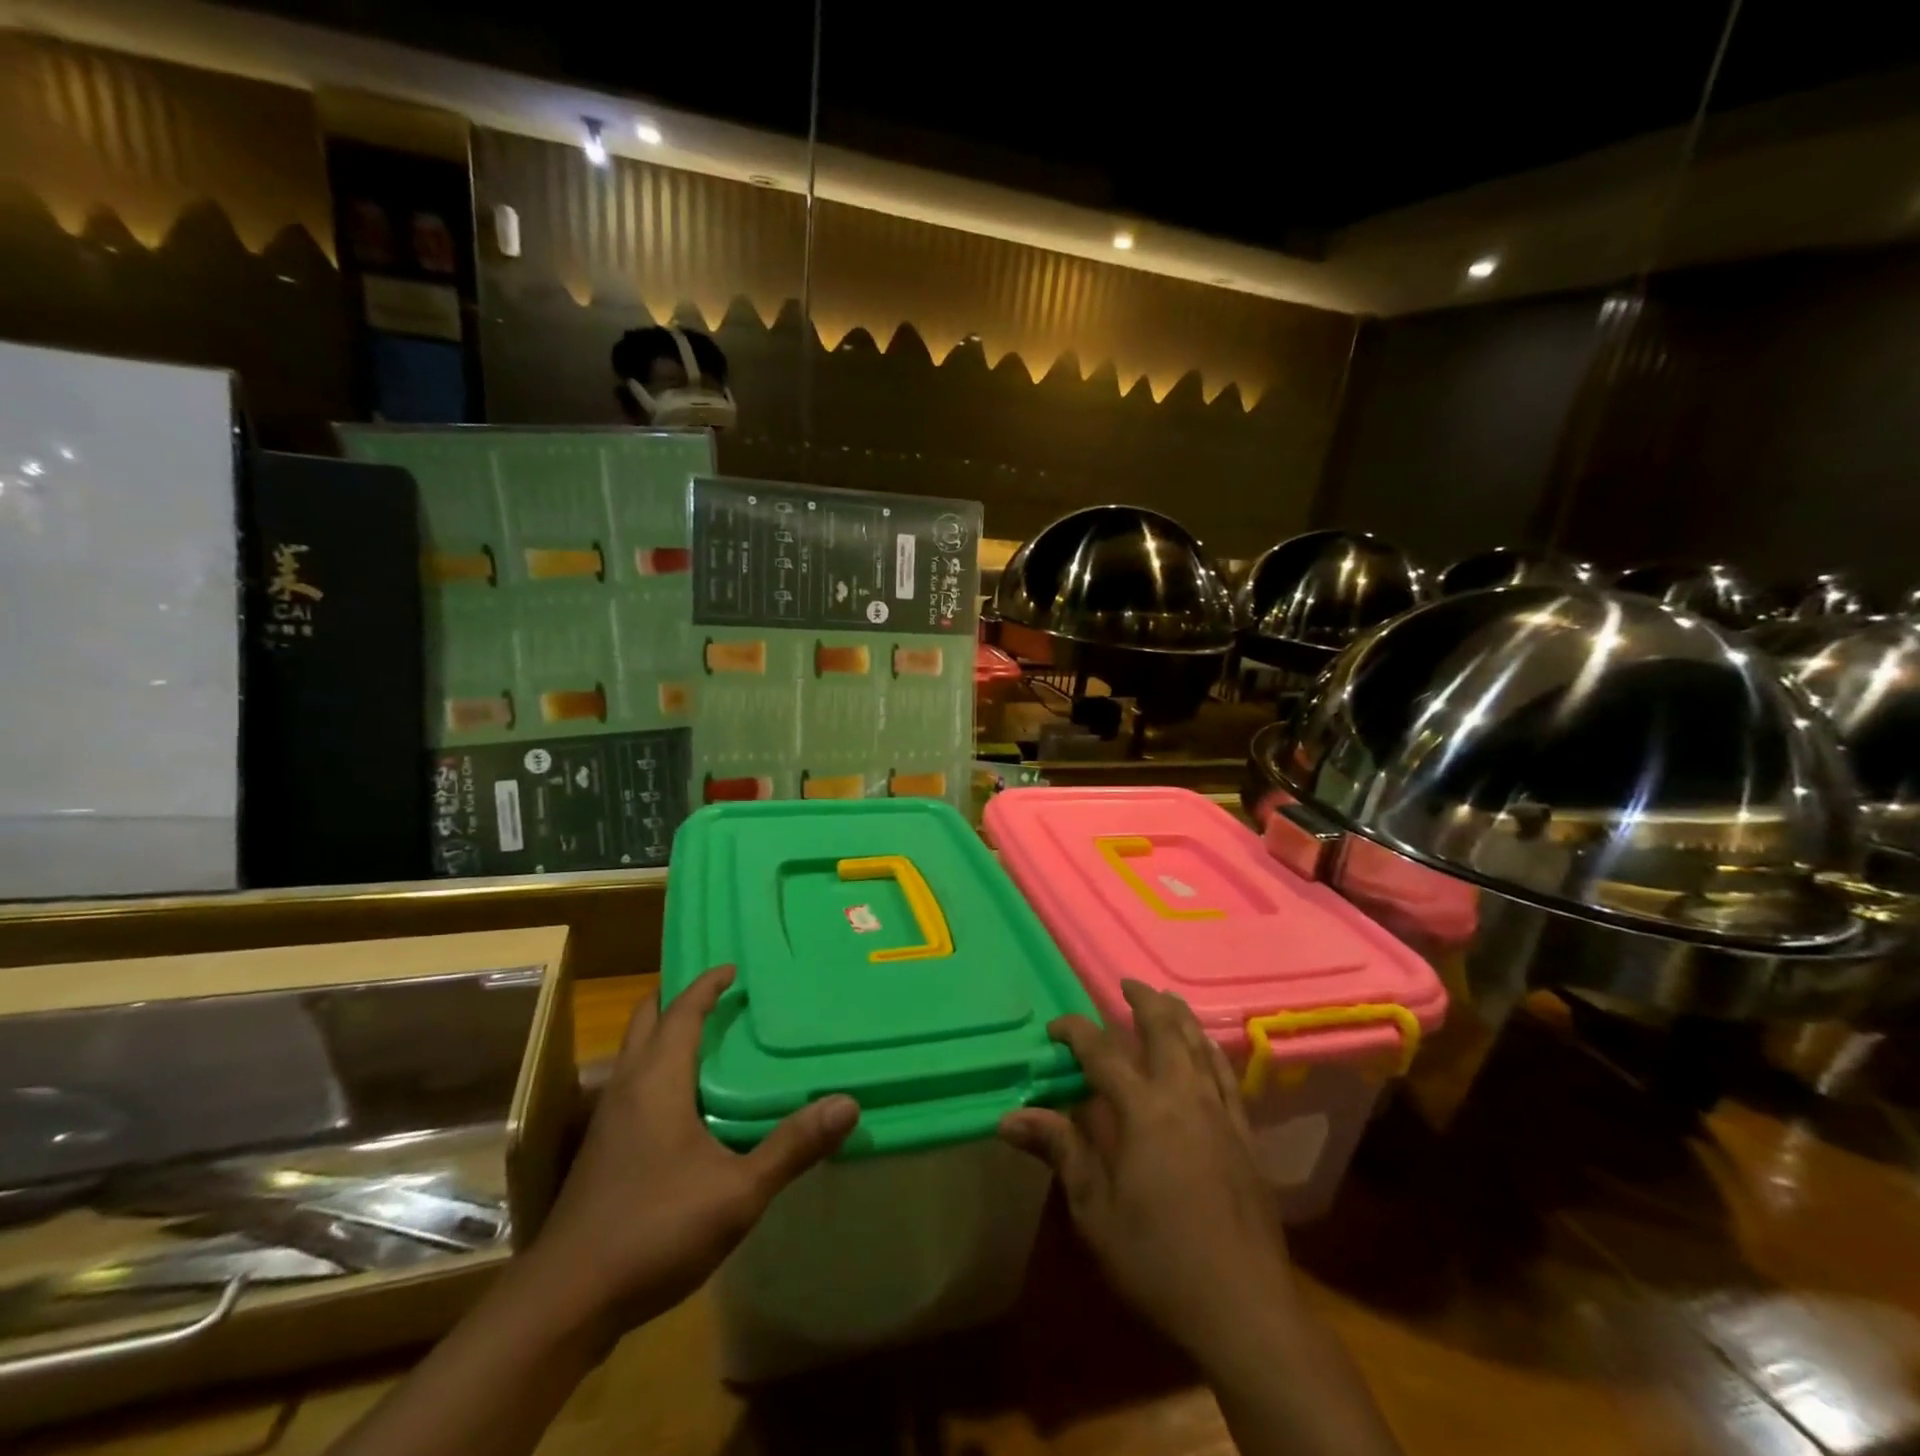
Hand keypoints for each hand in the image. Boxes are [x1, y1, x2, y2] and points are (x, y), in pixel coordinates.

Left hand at [530, 965, 858, 1345]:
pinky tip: (682, 1103)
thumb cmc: (653, 1231)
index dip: (706, 986)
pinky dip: (656, 1069)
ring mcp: (607, 1121)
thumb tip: (847, 1103)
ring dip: (664, 1033)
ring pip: (633, 1054)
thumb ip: (792, 1147)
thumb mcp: (737, 1192)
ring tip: (706, 1038)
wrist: (564, 1303)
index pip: (681, 1012)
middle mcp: (627, 1088)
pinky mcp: (601, 1151)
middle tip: (717, 994)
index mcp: (657, 1081)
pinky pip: (630, 1084)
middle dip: (677, 999)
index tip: (732, 967)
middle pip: (646, 1022)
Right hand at [999, 980, 1293, 1371]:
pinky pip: (1226, 1074)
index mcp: (1143, 1110)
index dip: (1076, 1032)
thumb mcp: (1096, 1211)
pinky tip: (1206, 1049)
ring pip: (1200, 1044)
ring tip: (1165, 999)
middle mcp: (1184, 1096)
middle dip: (1143, 1001)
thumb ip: (1060, 1151)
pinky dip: (1210, 1050)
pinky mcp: (1245, 1134)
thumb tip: (1009, 1117)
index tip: (1054, 1027)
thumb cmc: (1159, 1260)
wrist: (1245, 1308)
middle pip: (1165, 1030)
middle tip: (1125, 984)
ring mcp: (1220, 1112)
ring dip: (1179, 1016)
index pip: (1102, 1053)